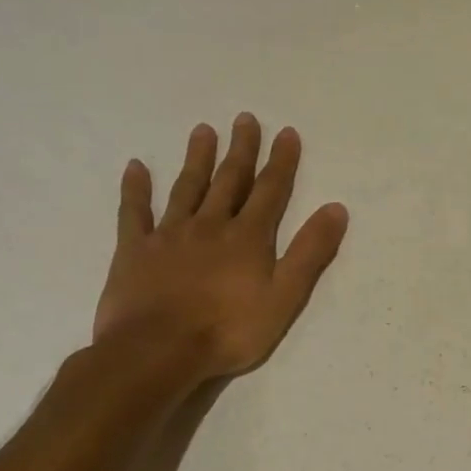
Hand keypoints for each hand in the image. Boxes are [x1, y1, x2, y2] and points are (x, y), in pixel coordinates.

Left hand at [93, 115, 347, 380]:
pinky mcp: (135, 251)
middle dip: (241, 150)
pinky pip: (134, 213)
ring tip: (203, 130)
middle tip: (245, 119)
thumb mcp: (285, 296)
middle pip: (229, 181)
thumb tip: (336, 208)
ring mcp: (169, 235)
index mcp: (248, 238)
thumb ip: (310, 252)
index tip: (286, 133)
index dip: (281, 162)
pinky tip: (136, 168)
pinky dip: (135, 189)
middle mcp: (210, 226)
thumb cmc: (229, 329)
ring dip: (197, 159)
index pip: (270, 191)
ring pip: (186, 188)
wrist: (157, 351)